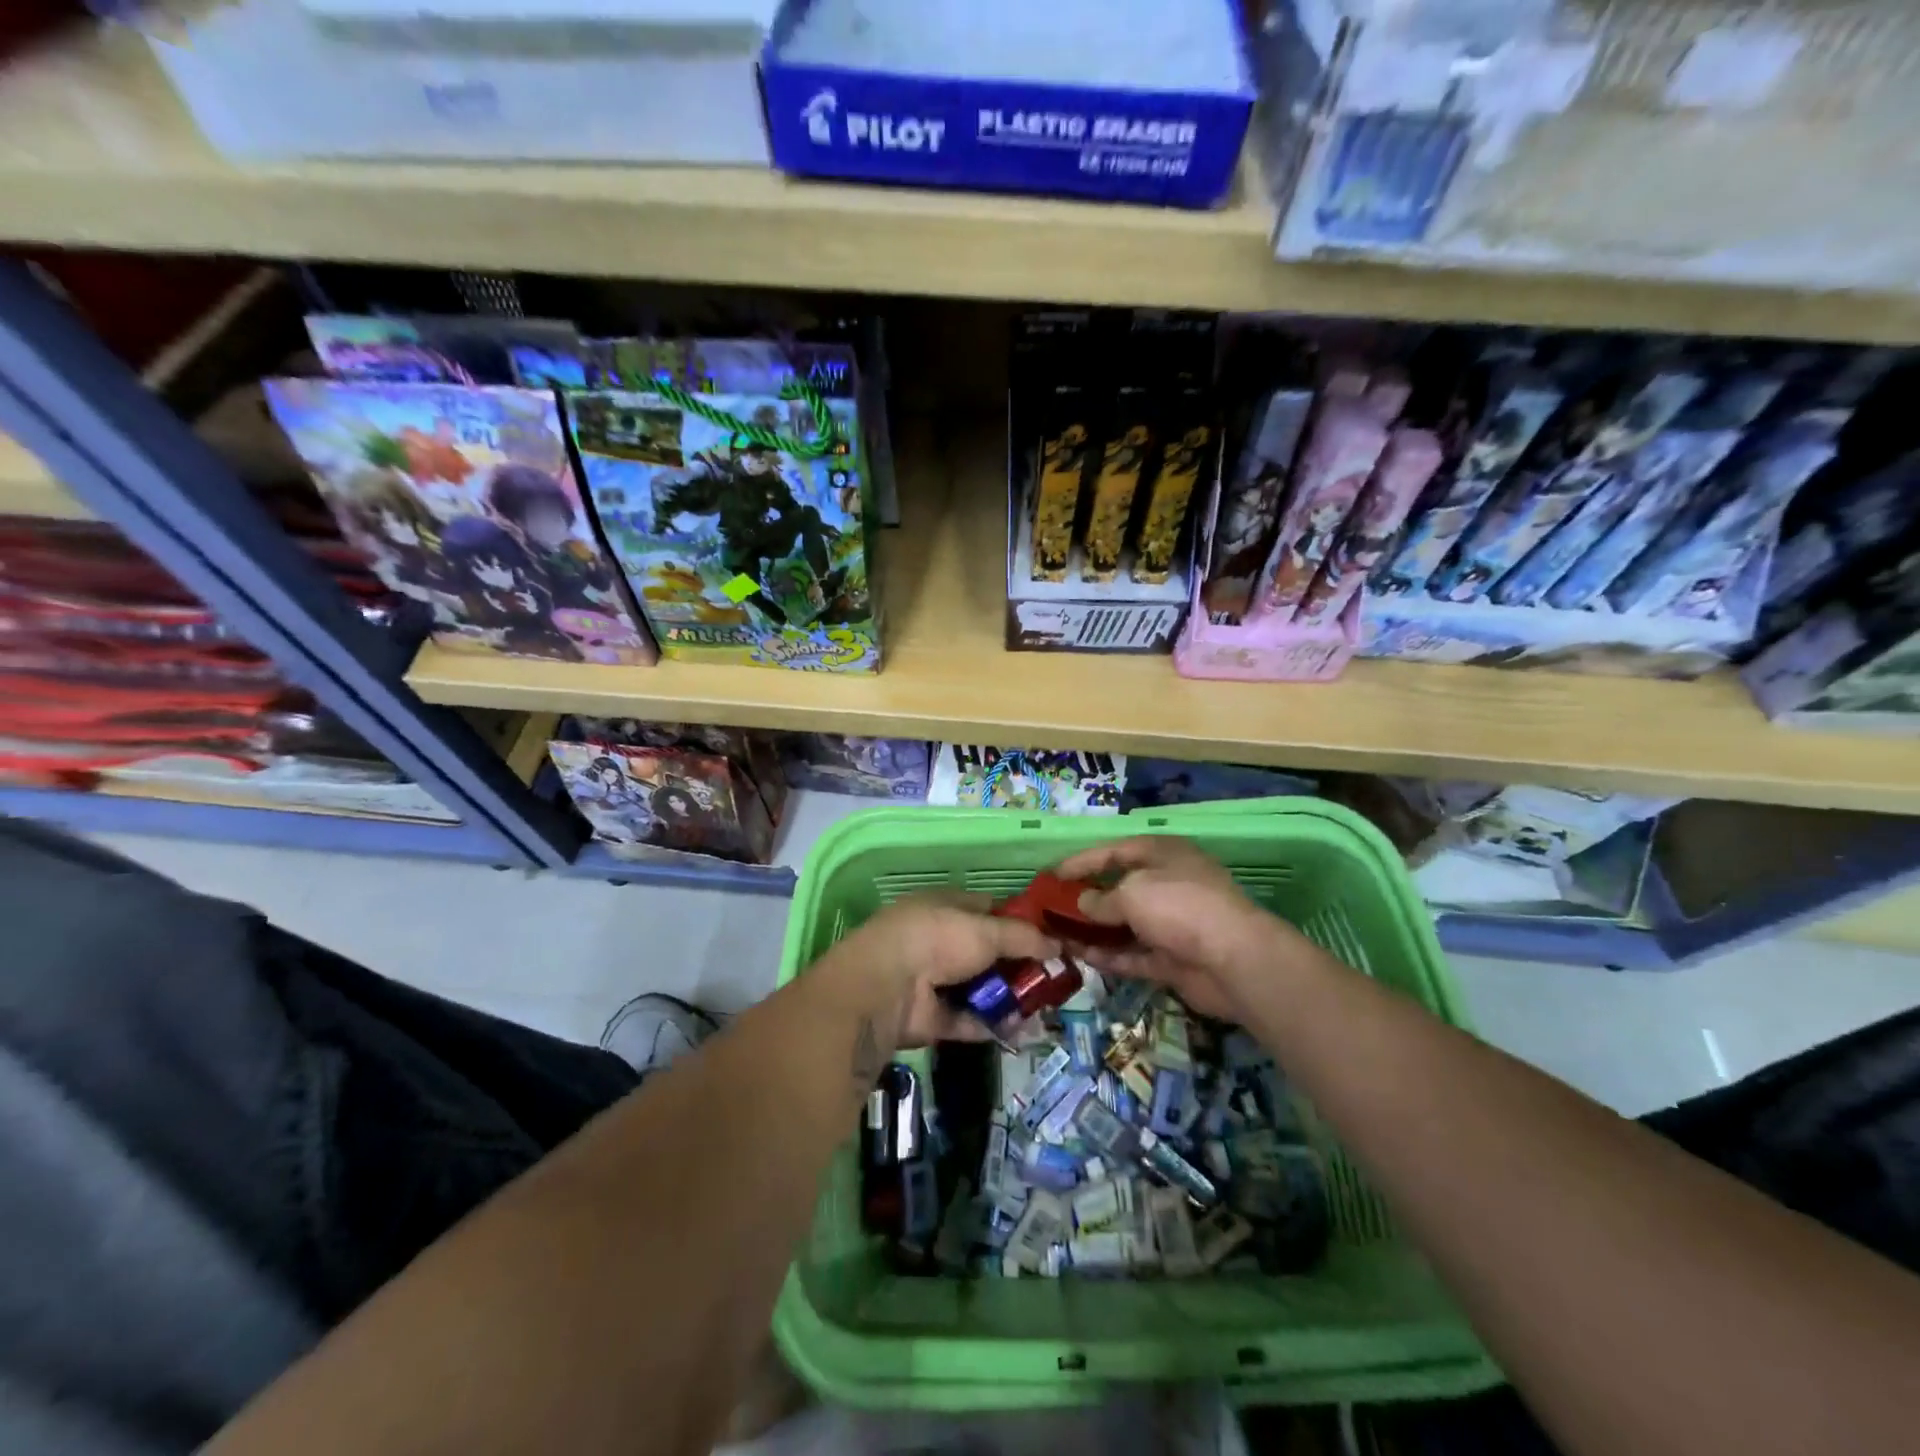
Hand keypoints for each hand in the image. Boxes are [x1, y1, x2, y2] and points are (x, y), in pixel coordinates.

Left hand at [825, 894, 1059, 1047]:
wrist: (886, 989)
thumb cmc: (937, 940)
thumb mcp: (987, 930)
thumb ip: (1024, 937)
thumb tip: (1058, 945)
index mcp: (945, 907)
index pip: (988, 909)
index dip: (1020, 922)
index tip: (1051, 937)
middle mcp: (939, 940)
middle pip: (988, 952)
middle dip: (1019, 964)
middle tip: (1055, 977)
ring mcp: (934, 980)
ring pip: (980, 987)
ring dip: (1010, 997)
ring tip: (1045, 1007)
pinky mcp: (932, 1017)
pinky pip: (970, 1019)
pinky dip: (993, 1024)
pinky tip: (1023, 1030)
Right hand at [1054, 835, 1299, 1021]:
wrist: (1234, 959)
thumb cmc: (1180, 906)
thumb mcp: (1132, 893)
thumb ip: (1101, 899)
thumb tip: (1083, 903)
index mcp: (1162, 854)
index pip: (1114, 851)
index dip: (1081, 861)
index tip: (1052, 875)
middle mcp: (1167, 884)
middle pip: (1120, 888)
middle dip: (1087, 899)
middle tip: (1053, 908)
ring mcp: (1172, 923)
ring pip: (1125, 925)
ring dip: (1095, 931)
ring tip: (1059, 936)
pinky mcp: (1173, 959)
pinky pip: (1135, 954)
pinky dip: (1111, 956)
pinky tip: (1082, 958)